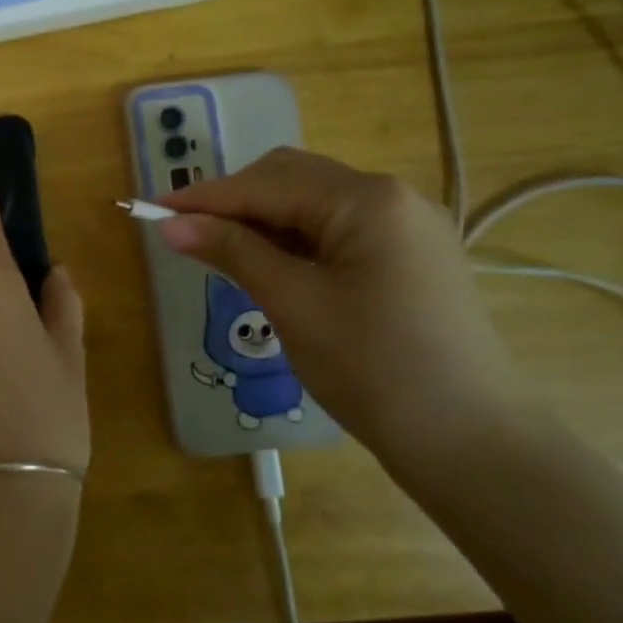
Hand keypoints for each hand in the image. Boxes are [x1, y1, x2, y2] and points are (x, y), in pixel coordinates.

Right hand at [159, 147, 510, 455]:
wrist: (472, 444)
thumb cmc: (374, 369)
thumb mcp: (293, 305)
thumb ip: (232, 251)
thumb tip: (171, 225)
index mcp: (367, 200)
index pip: (265, 185)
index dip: (203, 197)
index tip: (149, 209)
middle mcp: (391, 196)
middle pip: (291, 178)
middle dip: (234, 200)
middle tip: (185, 232)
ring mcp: (406, 224)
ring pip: (313, 202)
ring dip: (262, 219)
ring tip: (218, 248)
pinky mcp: (410, 254)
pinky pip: (336, 228)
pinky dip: (294, 238)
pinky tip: (268, 261)